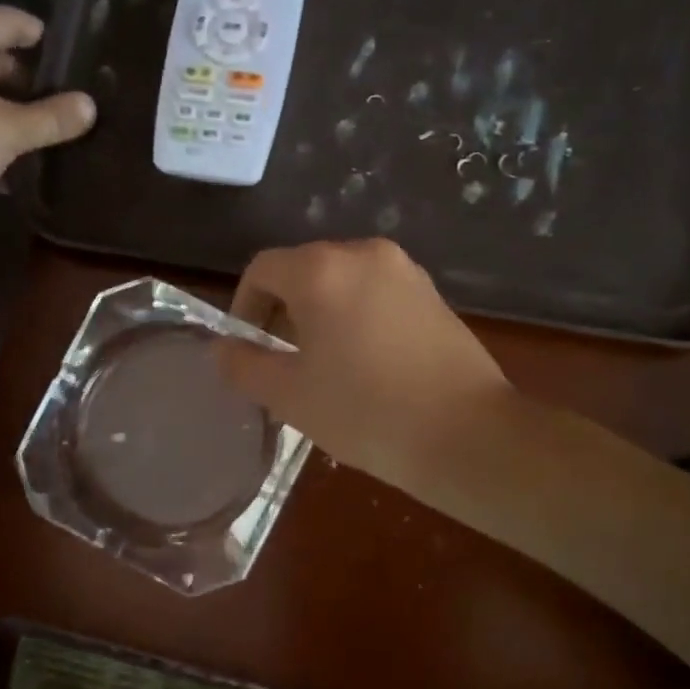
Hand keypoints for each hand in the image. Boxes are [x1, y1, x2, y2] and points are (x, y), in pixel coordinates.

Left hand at [0, 7, 93, 243]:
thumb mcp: (9, 130)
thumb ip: (52, 118)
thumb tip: (89, 105)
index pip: (3, 20)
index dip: (34, 30)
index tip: (63, 49)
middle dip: (26, 80)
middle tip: (62, 102)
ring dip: (7, 113)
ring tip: (44, 136)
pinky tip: (11, 169)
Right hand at [221, 239, 513, 490]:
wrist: (467, 434)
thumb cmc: (366, 411)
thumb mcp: (289, 395)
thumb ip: (244, 365)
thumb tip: (222, 348)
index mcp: (323, 269)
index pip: (262, 269)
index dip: (244, 307)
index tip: (247, 349)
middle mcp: (365, 253)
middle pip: (304, 270)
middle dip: (282, 311)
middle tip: (281, 362)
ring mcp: (406, 271)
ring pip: (343, 282)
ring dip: (321, 315)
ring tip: (323, 366)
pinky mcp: (434, 295)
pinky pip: (377, 294)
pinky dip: (357, 317)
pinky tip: (366, 364)